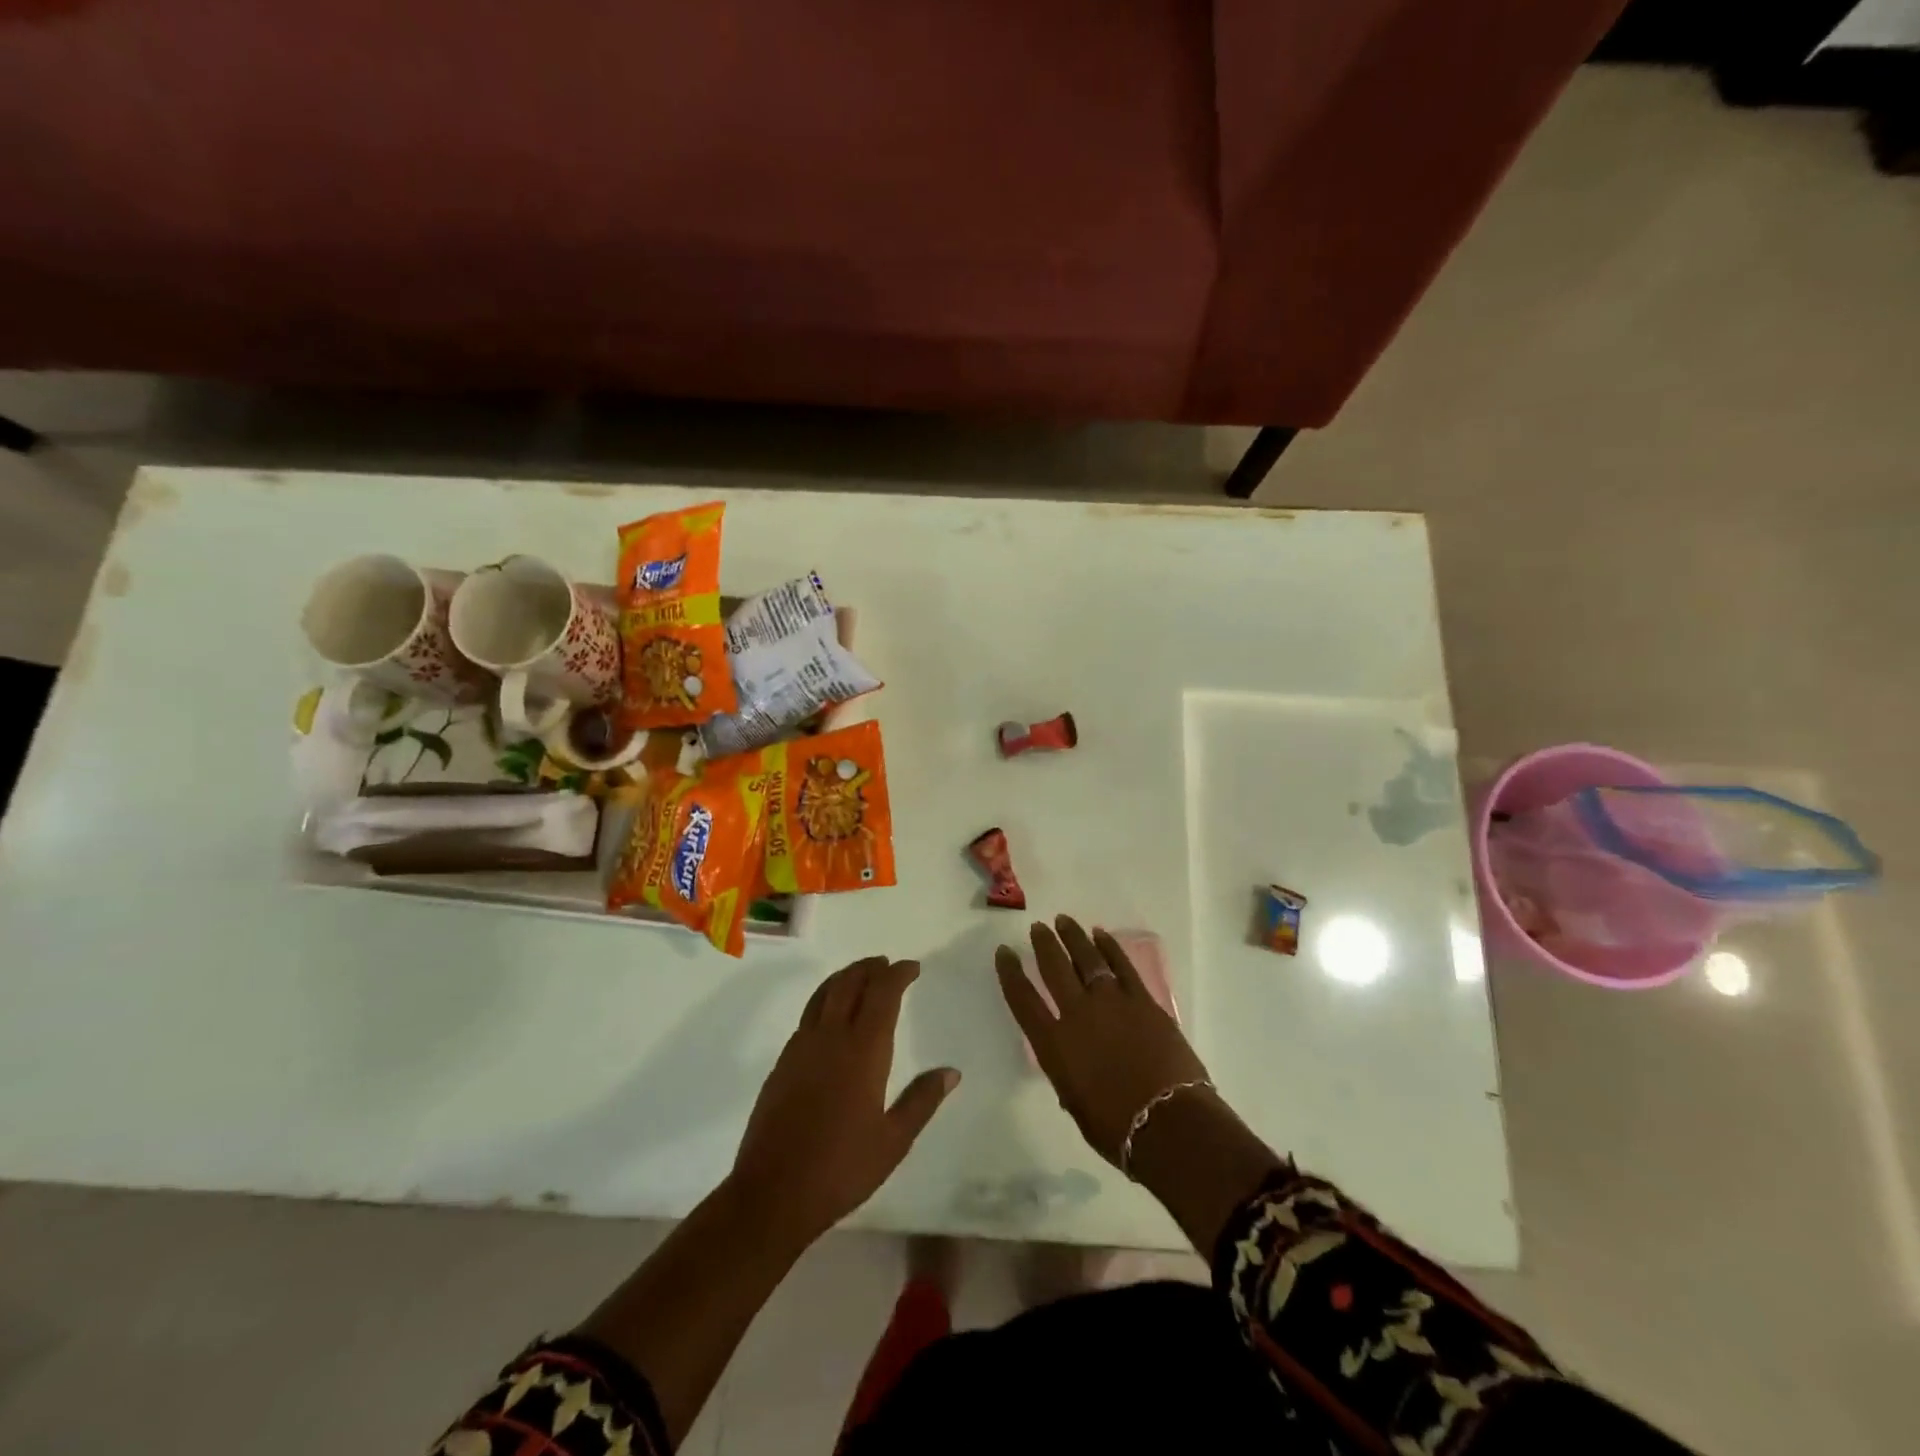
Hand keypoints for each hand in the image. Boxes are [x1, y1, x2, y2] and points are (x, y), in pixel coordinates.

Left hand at [730, 957, 959, 1246]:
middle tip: (887, 964)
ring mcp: (801, 1048)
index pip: (882, 994)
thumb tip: (951, 1072)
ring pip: (823, 994)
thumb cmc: (841, 1168)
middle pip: (849, 984)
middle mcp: (830, 1037)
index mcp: (863, 1050)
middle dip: (870, 968)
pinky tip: (831, 1017)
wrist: (772, 1193)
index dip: (898, 974)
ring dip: (845, 978)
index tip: (912, 967)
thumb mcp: (894, 1140)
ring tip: (860, 976)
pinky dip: (825, 1000)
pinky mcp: (782, 1063)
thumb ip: (922, 1100)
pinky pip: (808, 1015)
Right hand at [994, 917, 1210, 1167]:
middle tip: (1038, 928)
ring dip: (1074, 937)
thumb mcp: (1076, 1104)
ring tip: (1064, 921)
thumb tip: (1073, 1063)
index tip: (1004, 952)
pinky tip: (1101, 934)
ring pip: (1088, 958)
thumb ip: (1068, 1076)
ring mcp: (1112, 1002)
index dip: (1010, 973)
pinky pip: (1122, 965)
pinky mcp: (1143, 1000)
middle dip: (1044, 945)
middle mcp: (1078, 1014)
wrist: (1170, 1124)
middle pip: (1055, 968)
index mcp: (1054, 1045)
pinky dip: (1110, 947)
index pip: (1023, 999)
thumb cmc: (1118, 1129)